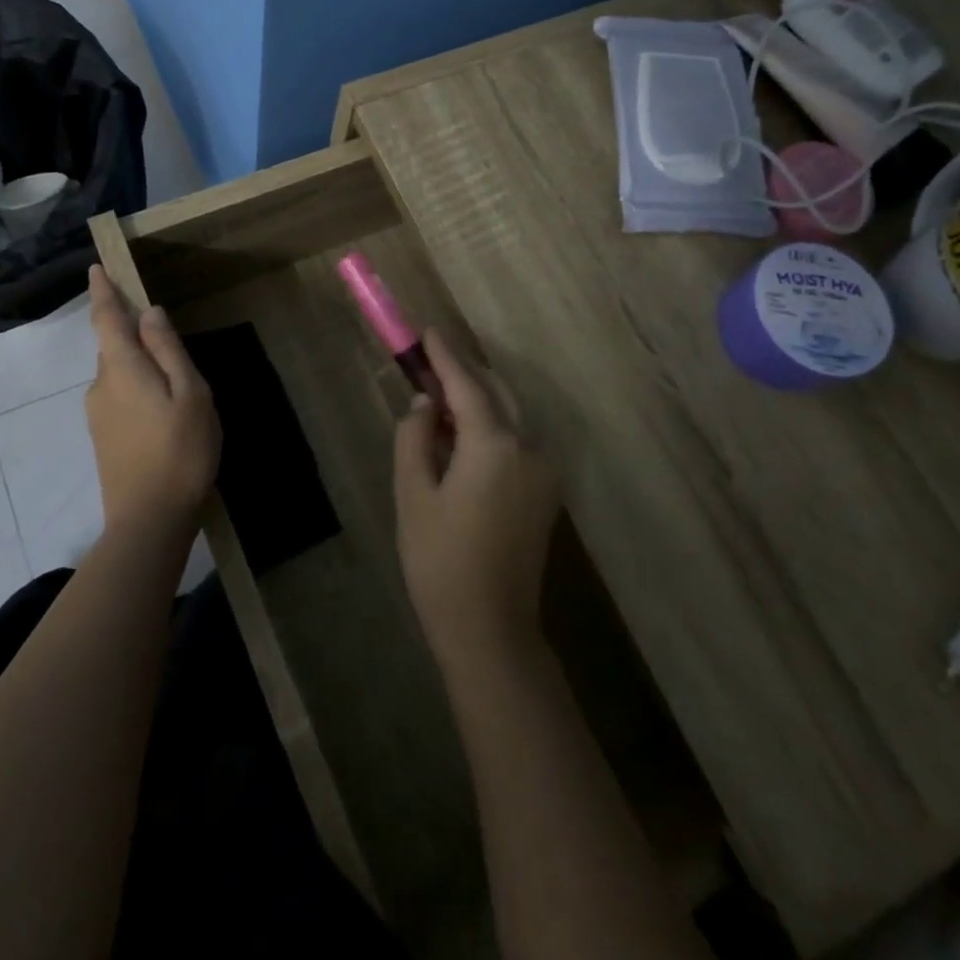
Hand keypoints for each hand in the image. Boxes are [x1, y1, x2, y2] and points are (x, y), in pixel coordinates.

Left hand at [84, 266, 220, 539]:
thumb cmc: (180, 451)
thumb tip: (149, 313)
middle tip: (170, 342)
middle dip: (134, 335)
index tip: (96, 267)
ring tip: (177, 387)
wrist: (148, 520)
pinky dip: (137, 391)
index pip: (106, 318)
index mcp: (122, 368)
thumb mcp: (190, 394)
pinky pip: (119, 397)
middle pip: (114, 347)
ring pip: (118, 374)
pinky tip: (164, 415)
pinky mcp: (102, 438)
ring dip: (140, 368)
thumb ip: (168, 350)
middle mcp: (100, 385)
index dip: (103, 291)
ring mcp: (97, 415)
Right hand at [393, 331, 561, 667]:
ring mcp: (545, 470)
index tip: (427, 330)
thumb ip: (415, 437)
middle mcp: (530, 447)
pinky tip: (461, 440)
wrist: (490, 628)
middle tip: (426, 367)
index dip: (445, 355)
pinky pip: (517, 441)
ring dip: (476, 402)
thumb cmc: (440, 561)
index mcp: (495, 445)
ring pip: (509, 416)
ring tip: (437, 405)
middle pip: (495, 393)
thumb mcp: (412, 494)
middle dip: (462, 376)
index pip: (468, 384)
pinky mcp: (546, 491)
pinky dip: (490, 428)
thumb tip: (425, 404)